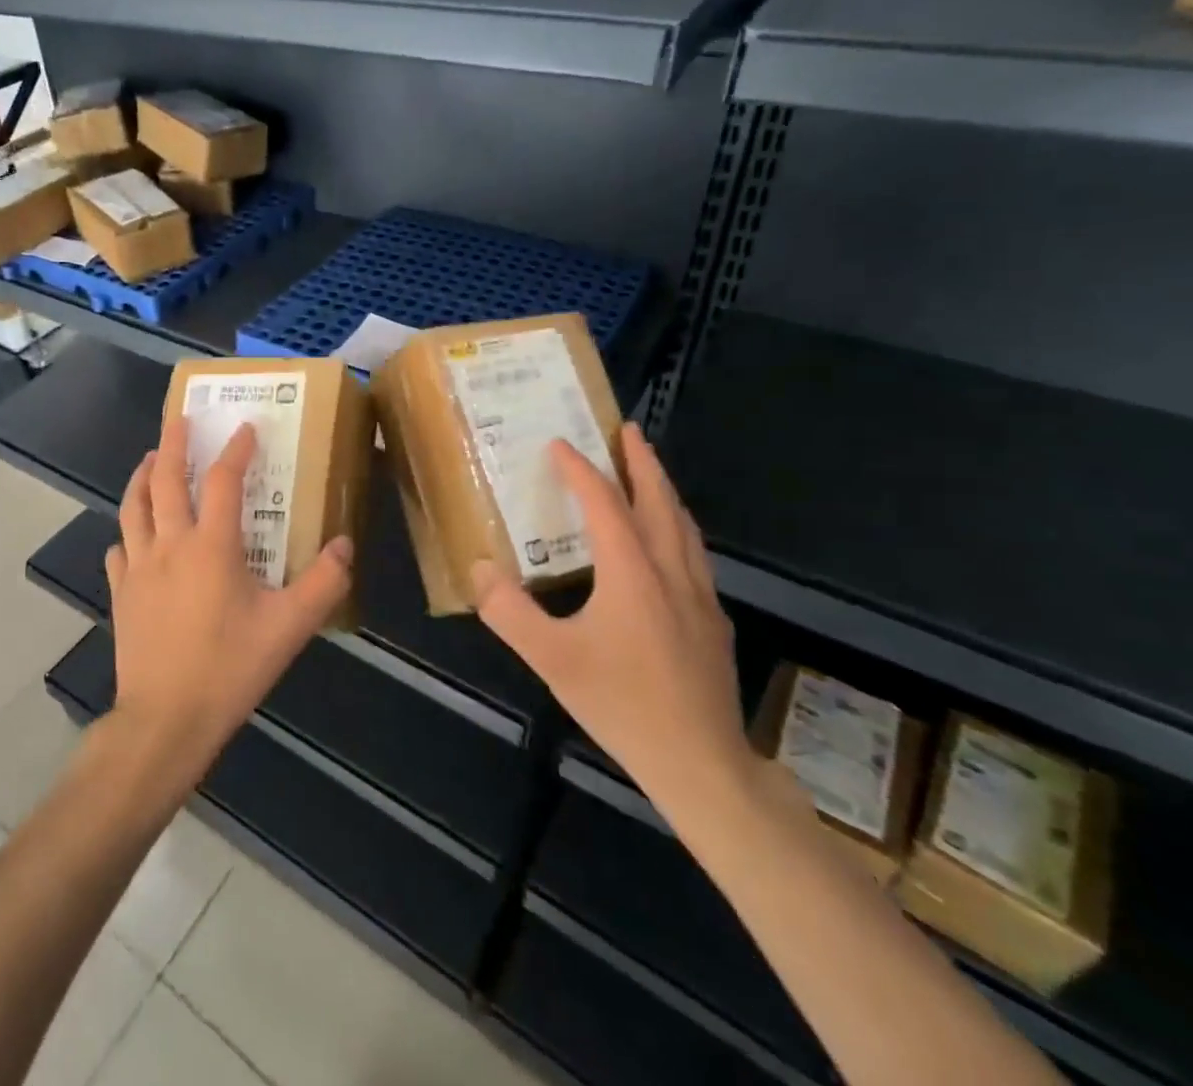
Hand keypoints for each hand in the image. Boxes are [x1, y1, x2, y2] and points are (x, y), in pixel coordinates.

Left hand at [103, 415, 354, 783]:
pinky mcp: (121, 593)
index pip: (222, 480)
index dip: (236, 449)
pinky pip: (119, 549)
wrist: (166, 719)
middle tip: (178, 418)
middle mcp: (170, 544)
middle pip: (164, 479)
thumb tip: (343, 544)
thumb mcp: (289, 627)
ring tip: (148, 459)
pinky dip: (128, 532)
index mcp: (211, 546)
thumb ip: (324, 583)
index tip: (244, 426)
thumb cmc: (230, 668)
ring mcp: (138, 567)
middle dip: (172, 443)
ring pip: (133, 506)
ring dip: (141, 476)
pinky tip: (133, 535)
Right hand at [471, 423, 753, 820]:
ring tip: (647, 472)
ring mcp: (700, 596)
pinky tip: (666, 544)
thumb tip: (480, 568)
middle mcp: (670, 571)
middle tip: (627, 429)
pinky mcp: (713, 620)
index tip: (559, 443)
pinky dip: (676, 527)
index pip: (604, 503)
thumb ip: (508, 611)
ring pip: (684, 526)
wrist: (701, 763)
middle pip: (659, 501)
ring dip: (663, 490)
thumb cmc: (622, 704)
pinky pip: (694, 554)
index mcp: (632, 572)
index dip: (580, 470)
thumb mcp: (550, 659)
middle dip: (642, 461)